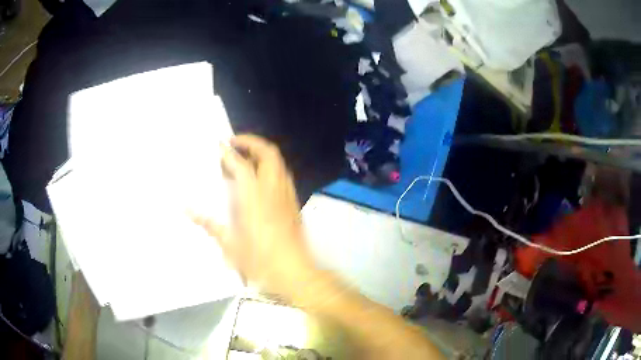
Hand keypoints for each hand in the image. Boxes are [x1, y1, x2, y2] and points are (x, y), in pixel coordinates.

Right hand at [192, 135, 315, 297]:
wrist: (295, 272)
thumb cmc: (260, 261)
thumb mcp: (230, 245)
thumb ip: (208, 224)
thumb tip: (186, 209)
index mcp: (254, 197)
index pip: (240, 165)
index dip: (227, 152)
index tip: (218, 145)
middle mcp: (273, 189)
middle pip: (268, 153)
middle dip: (251, 142)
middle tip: (234, 143)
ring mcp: (287, 195)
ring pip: (278, 162)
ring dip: (262, 153)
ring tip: (245, 158)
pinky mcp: (294, 203)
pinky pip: (283, 175)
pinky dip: (271, 167)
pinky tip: (259, 179)